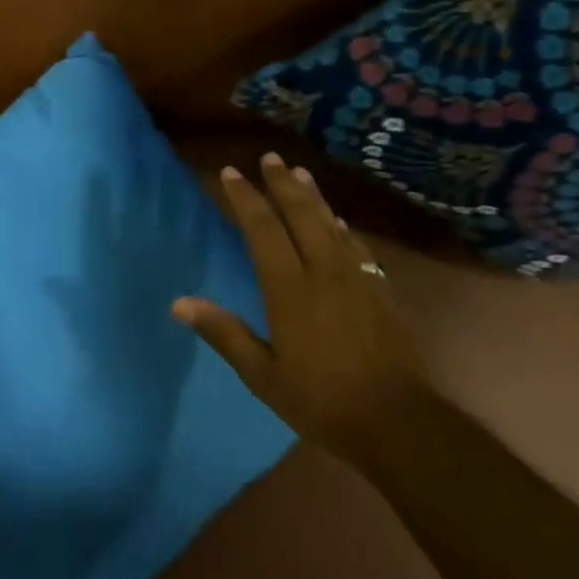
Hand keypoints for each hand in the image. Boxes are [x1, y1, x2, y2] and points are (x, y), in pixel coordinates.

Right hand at [173, 153, 427, 465]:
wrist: (399, 421)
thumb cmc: (322, 400)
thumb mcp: (263, 375)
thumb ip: (224, 333)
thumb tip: (179, 303)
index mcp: (289, 287)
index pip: (263, 228)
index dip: (246, 198)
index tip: (232, 173)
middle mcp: (321, 269)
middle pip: (299, 213)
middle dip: (281, 183)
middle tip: (270, 157)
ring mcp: (355, 276)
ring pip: (329, 221)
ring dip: (312, 195)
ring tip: (299, 172)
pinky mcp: (379, 289)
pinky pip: (355, 244)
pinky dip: (341, 226)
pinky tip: (337, 221)